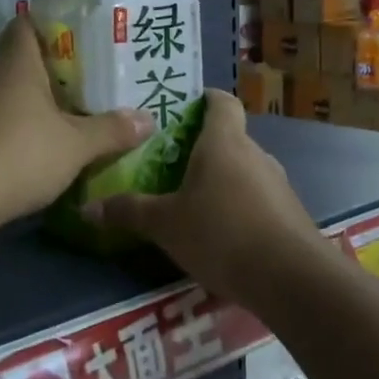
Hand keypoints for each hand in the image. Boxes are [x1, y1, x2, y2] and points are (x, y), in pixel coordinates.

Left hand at [0, 16, 151, 238]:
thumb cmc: (20, 153)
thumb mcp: (75, 146)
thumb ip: (110, 131)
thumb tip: (148, 119)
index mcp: (16, 64)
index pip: (26, 25)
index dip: (49, 25)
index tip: (75, 36)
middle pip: (18, 62)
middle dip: (48, 70)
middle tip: (82, 81)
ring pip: (4, 95)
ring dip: (28, 104)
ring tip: (63, 116)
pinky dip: (10, 130)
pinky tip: (30, 149)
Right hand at [88, 90, 323, 305]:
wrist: (291, 278)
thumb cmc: (221, 234)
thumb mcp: (165, 225)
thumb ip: (128, 211)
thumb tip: (87, 207)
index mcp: (224, 142)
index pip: (221, 102)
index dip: (203, 99)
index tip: (182, 109)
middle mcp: (254, 153)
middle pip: (229, 137)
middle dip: (203, 148)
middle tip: (171, 164)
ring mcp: (277, 183)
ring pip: (244, 169)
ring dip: (222, 180)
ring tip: (192, 202)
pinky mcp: (289, 214)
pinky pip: (258, 198)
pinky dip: (240, 207)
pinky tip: (221, 234)